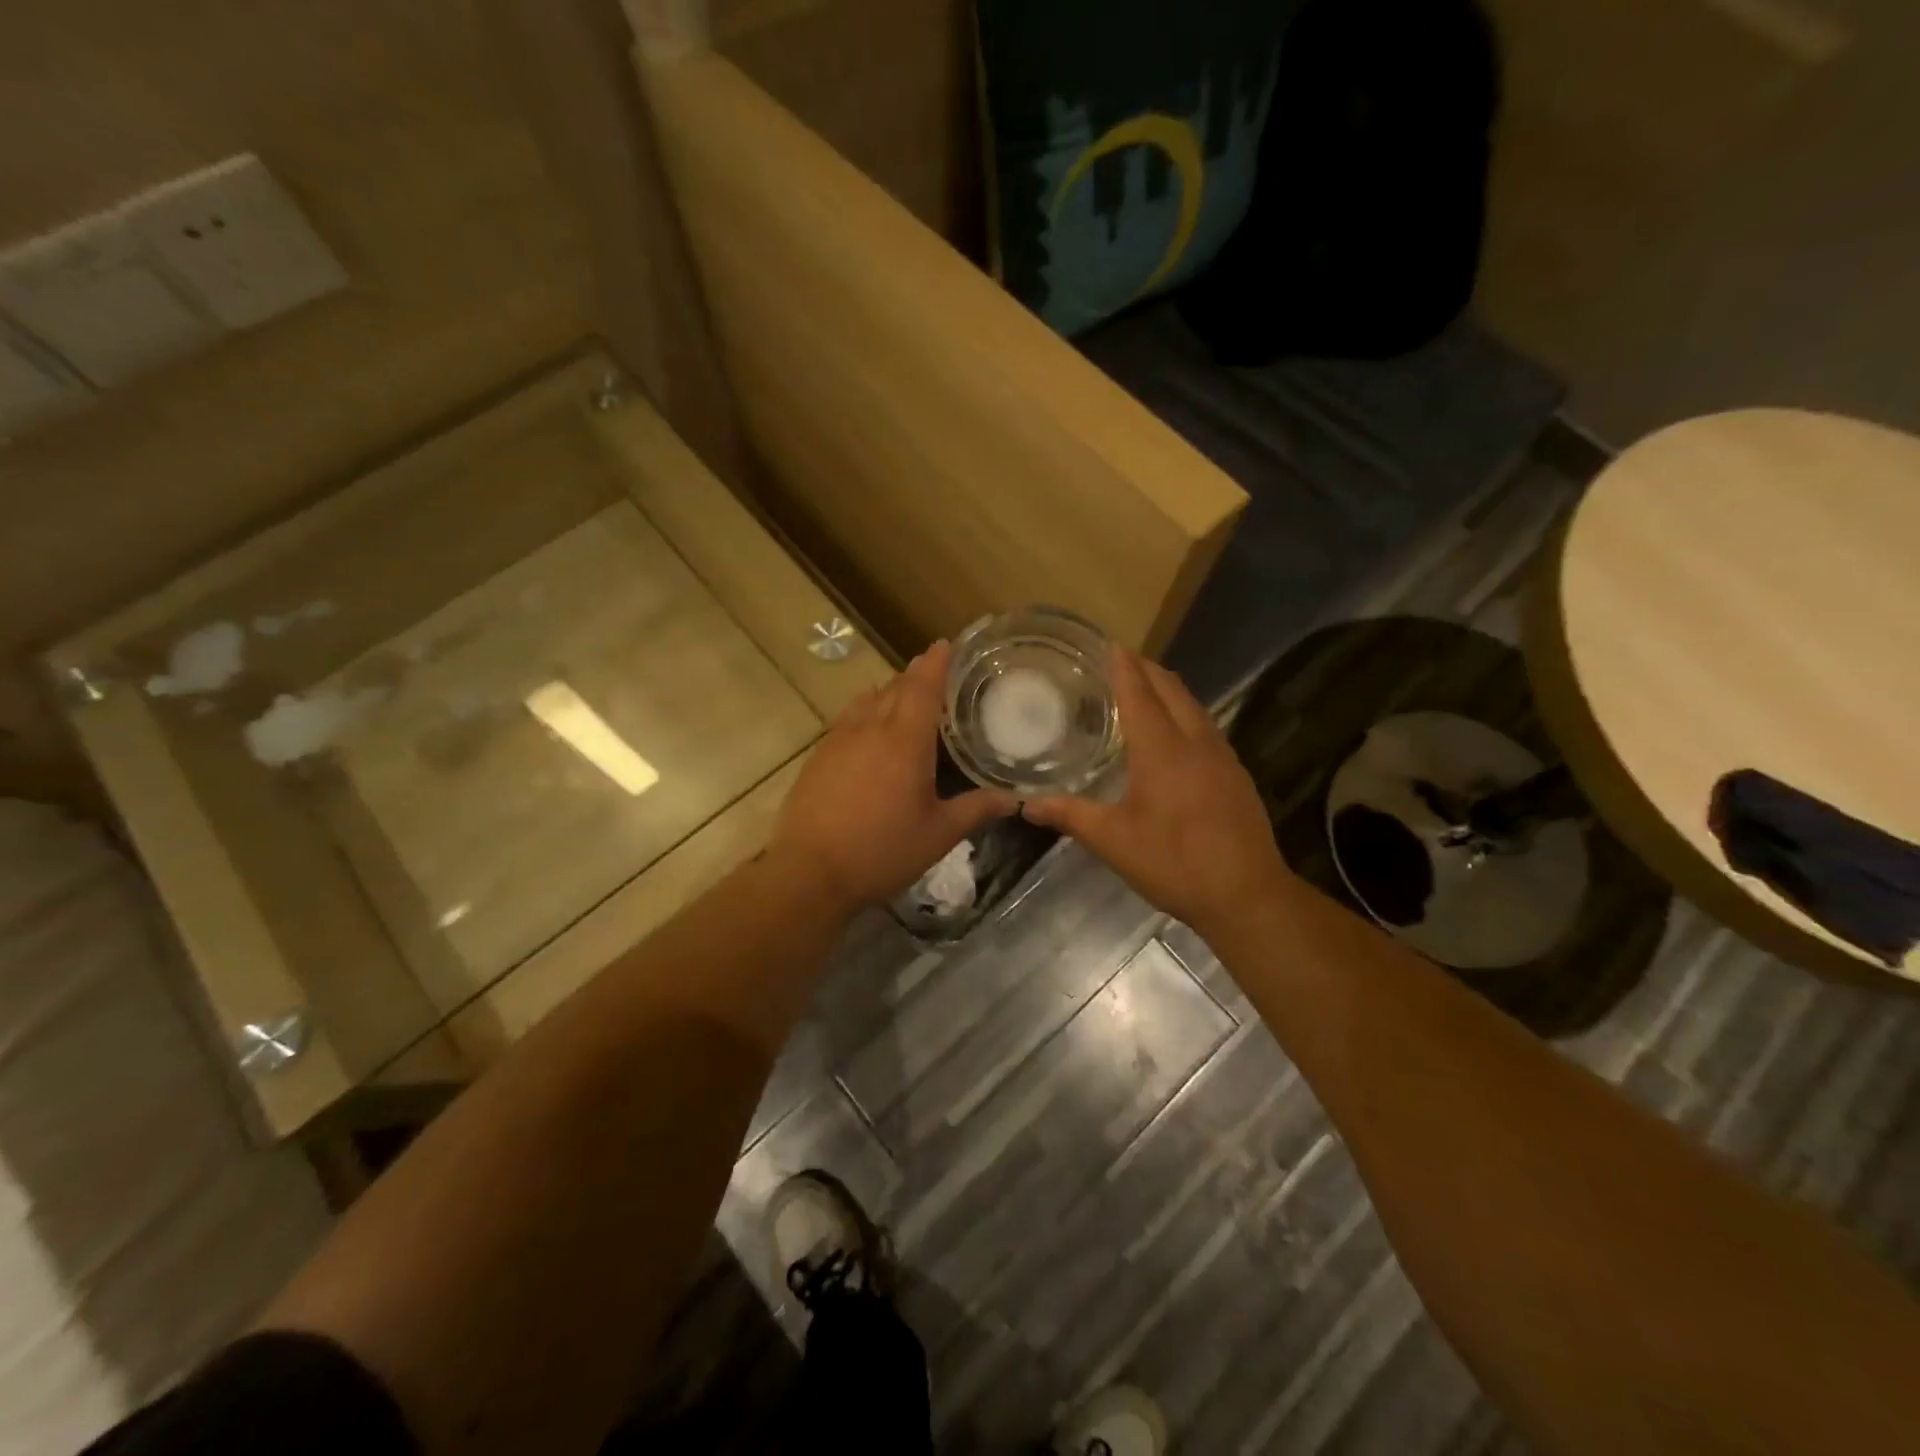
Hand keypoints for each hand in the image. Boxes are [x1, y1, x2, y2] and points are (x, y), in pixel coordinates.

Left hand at [768, 641, 1016, 913]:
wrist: (809, 872)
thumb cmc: (882, 850)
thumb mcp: (938, 834)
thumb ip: (977, 809)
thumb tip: (1015, 799)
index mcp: (905, 740)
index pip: (922, 685)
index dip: (936, 662)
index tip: (946, 644)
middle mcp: (870, 728)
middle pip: (894, 687)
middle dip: (915, 676)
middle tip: (935, 676)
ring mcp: (838, 739)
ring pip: (867, 700)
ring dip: (888, 693)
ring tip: (904, 701)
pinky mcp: (818, 756)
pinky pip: (847, 720)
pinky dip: (865, 713)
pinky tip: (870, 734)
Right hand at [1024, 648, 1289, 935]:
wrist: (1246, 894)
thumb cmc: (1174, 862)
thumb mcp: (1113, 841)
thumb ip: (1070, 815)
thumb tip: (1026, 805)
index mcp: (1162, 749)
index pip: (1140, 693)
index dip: (1124, 667)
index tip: (1110, 644)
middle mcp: (1195, 741)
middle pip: (1171, 689)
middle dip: (1146, 669)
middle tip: (1120, 661)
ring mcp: (1222, 756)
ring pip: (1193, 705)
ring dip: (1168, 689)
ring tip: (1144, 687)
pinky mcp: (1235, 774)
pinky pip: (1206, 726)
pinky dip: (1185, 713)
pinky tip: (1176, 733)